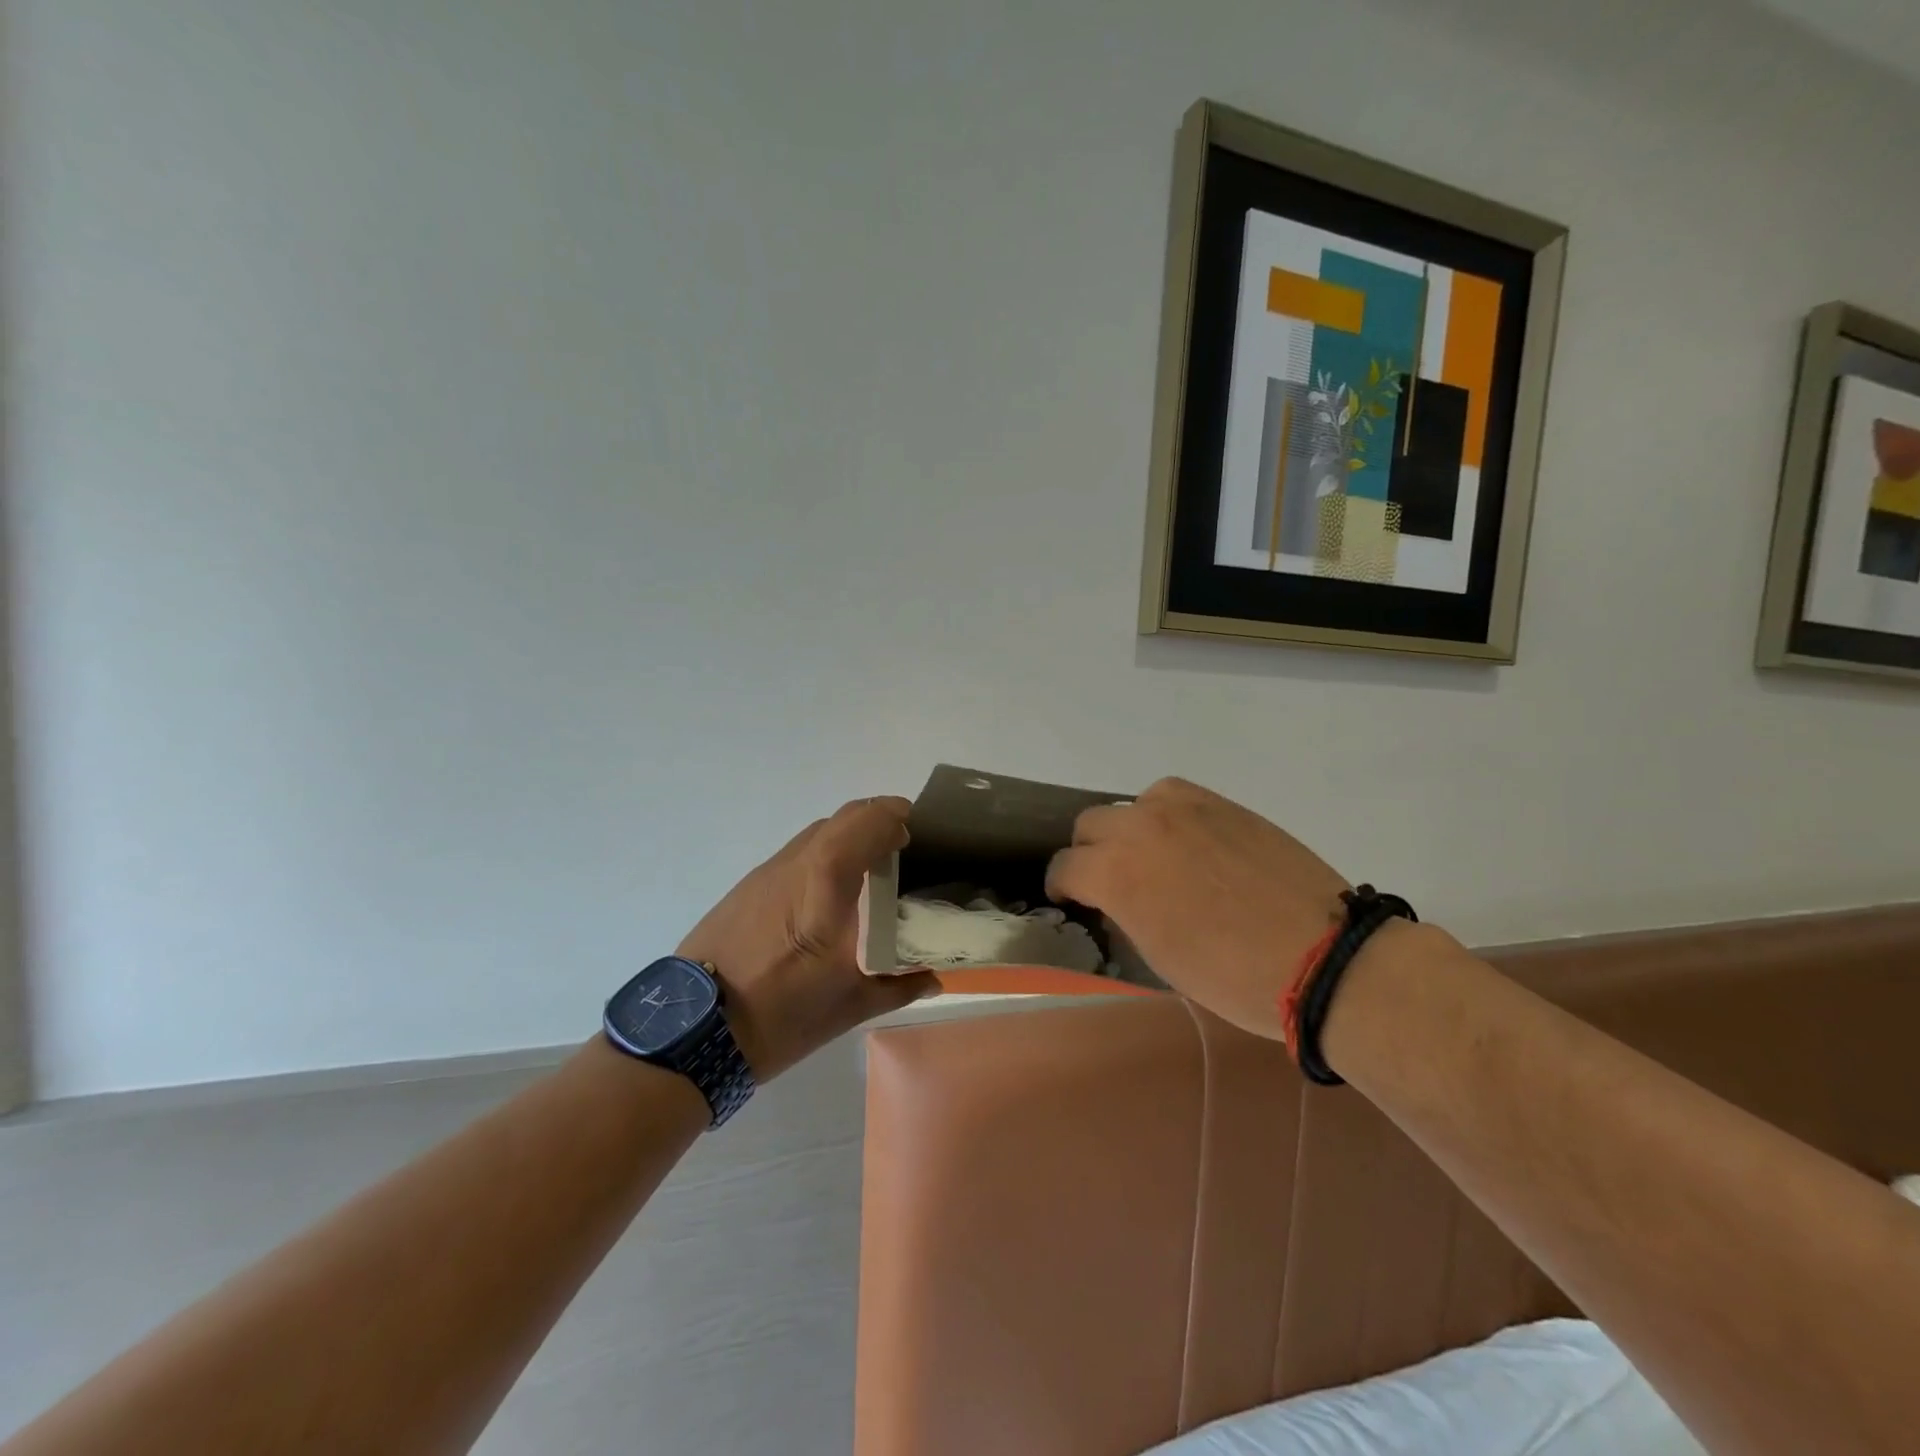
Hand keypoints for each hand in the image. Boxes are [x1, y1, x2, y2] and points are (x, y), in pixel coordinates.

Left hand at [678, 796, 940, 1080]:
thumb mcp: (850, 1006)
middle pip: (843, 817)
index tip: (916, 834)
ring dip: (847, 838)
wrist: (694, 1030)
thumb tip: (935, 978)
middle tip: (899, 850)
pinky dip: (822, 856)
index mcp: (826, 882)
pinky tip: (828, 896)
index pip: (867, 821)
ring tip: (867, 873)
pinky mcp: (748, 887)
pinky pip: (796, 854)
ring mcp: (767, 872)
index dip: (896, 817)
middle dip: (876, 823)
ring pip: (817, 833)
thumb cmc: (781, 1014)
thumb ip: (899, 985)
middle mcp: (797, 863)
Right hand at [1045, 778, 1349, 1040]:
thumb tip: (1115, 897)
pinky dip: (1165, 815)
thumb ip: (1123, 912)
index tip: (1071, 900)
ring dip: (1128, 830)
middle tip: (1110, 882)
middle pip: (1090, 824)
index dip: (1062, 887)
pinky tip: (1185, 841)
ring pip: (1130, 804)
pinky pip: (1172, 796)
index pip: (1064, 866)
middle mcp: (1140, 828)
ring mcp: (1183, 808)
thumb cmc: (1232, 976)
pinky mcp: (1220, 803)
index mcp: (1116, 873)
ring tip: (1151, 858)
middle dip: (1089, 853)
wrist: (1322, 956)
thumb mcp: (1158, 956)